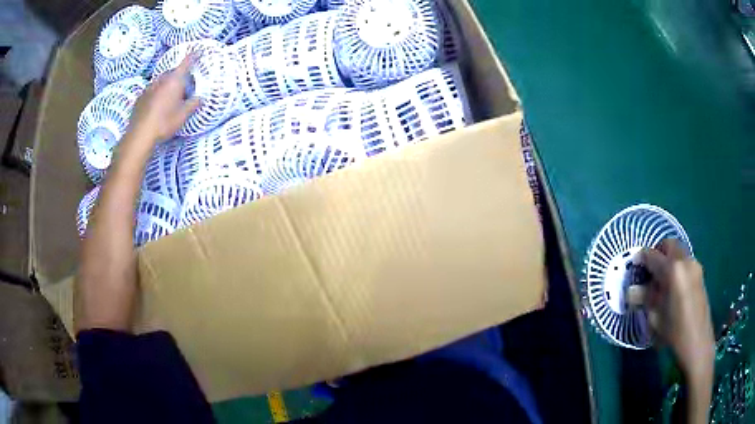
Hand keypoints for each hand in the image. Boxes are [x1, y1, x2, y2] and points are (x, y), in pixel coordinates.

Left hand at [126, 53, 200, 145]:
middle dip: (177, 75)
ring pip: (160, 81)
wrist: (140, 135)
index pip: (186, 63)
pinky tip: (156, 105)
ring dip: (166, 84)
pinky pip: (151, 91)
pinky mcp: (140, 98)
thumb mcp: (183, 115)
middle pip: (171, 72)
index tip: (199, 51)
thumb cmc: (164, 122)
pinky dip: (156, 93)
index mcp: (174, 80)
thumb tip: (201, 98)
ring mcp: (148, 88)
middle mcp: (161, 80)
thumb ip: (193, 104)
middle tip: (182, 84)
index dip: (193, 56)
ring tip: (168, 96)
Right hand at [639, 239, 713, 380]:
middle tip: (648, 271)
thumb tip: (631, 291)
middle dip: (657, 253)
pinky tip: (672, 287)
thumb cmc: (675, 332)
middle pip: (668, 244)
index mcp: (672, 269)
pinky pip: (685, 261)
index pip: (652, 255)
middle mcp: (685, 260)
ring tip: (660, 282)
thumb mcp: (656, 317)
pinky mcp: (699, 273)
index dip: (640, 258)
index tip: (633, 266)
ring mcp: (694, 265)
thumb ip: (644, 299)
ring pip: (678, 252)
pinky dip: (676, 267)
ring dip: (667, 259)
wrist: (698, 342)